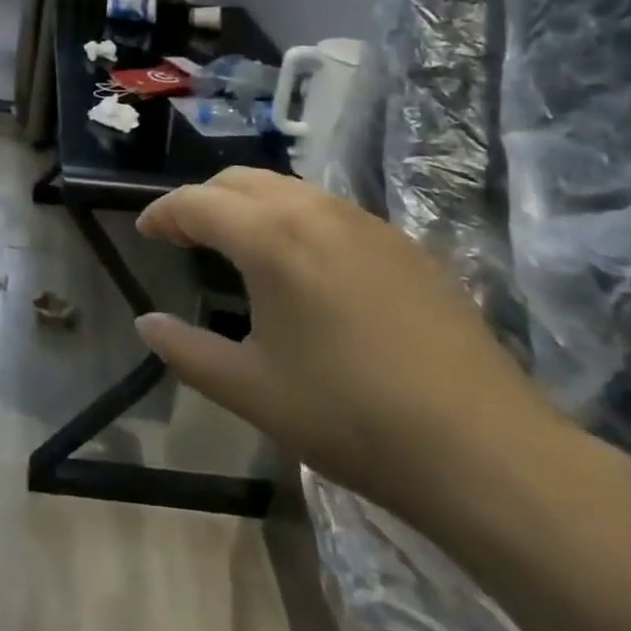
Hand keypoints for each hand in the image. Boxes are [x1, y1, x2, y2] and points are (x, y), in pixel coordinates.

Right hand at [135, 168, 571, 522]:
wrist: (484, 450)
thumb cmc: (350, 417)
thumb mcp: (250, 390)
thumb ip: (186, 351)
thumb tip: (147, 323)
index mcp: (271, 238)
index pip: (197, 203)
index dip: (163, 213)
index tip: (146, 232)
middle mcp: (316, 211)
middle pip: (241, 180)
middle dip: (204, 199)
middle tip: (185, 234)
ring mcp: (367, 223)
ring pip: (289, 188)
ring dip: (250, 203)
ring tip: (238, 244)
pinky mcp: (404, 243)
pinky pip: (330, 209)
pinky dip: (294, 217)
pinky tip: (304, 264)